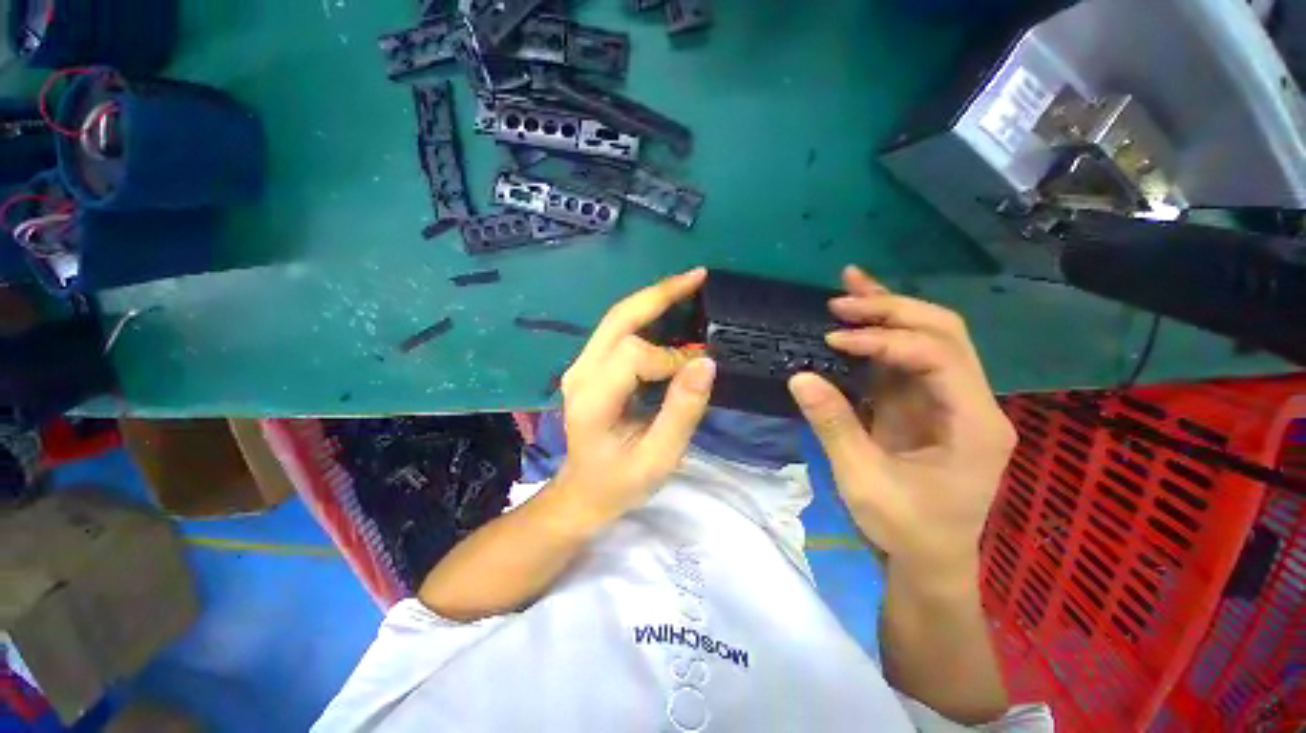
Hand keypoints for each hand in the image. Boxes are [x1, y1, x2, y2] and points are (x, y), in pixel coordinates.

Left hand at [554, 268, 716, 526]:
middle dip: (661, 294)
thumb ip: (682, 411)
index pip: (633, 353)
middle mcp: (580, 372)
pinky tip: (673, 309)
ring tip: (692, 285)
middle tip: (700, 277)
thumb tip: (707, 361)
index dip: (671, 358)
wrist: (583, 493)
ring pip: (617, 318)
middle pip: (619, 318)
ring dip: (654, 298)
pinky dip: (647, 315)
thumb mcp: (659, 458)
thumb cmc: (620, 483)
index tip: (696, 376)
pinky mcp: (589, 366)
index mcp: (592, 398)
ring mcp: (580, 366)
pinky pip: (618, 330)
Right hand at [788, 266, 1015, 586]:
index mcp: (977, 425)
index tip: (839, 338)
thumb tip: (800, 376)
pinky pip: (926, 363)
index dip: (887, 340)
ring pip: (939, 339)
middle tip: (845, 302)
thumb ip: (837, 426)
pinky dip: (896, 340)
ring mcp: (970, 403)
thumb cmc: (908, 533)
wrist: (934, 564)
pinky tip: (867, 316)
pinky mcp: (951, 408)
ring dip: (896, 314)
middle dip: (895, 311)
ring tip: (851, 288)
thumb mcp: (867, 485)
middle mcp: (983, 404)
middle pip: (947, 333)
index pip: (939, 356)